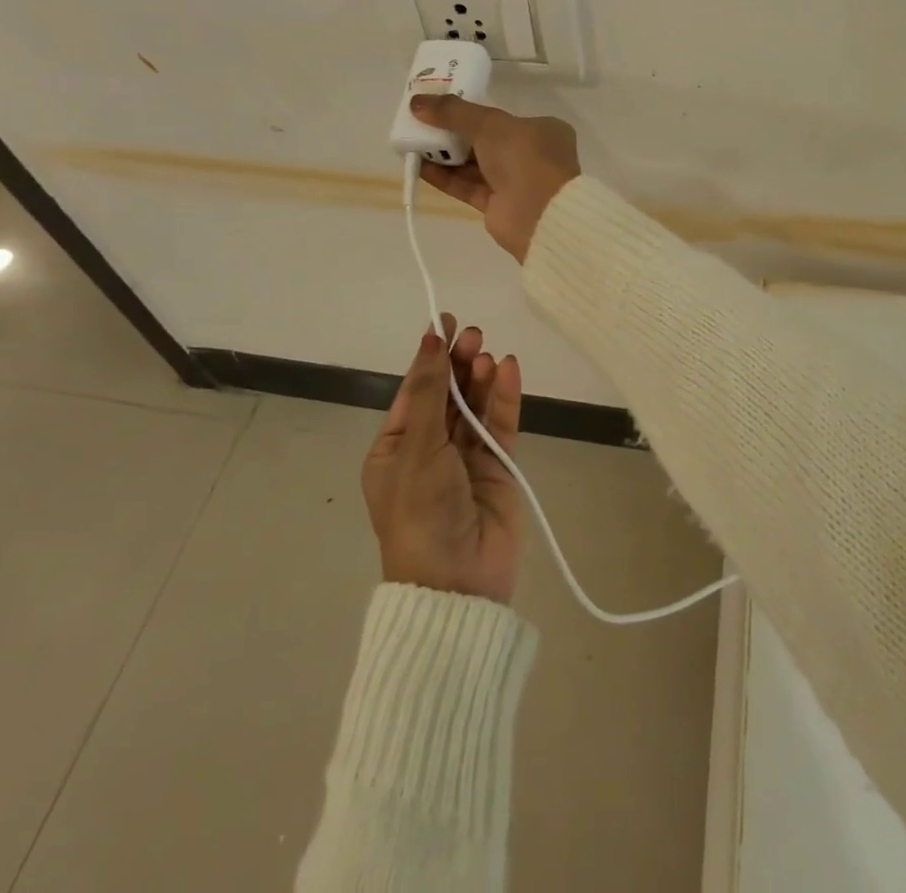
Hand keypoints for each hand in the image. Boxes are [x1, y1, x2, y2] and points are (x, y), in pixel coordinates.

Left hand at [363, 316, 524, 603]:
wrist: (457, 583)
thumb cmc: (421, 511)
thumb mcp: (417, 449)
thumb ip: (429, 393)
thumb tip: (430, 341)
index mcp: (395, 449)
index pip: (414, 391)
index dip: (429, 356)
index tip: (445, 321)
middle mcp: (429, 450)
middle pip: (447, 394)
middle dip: (459, 363)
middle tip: (474, 335)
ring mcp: (466, 459)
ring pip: (475, 406)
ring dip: (482, 378)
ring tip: (489, 354)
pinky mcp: (498, 467)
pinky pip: (501, 424)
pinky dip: (505, 398)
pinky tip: (510, 370)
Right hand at [409, 96, 580, 261]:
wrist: (539, 214)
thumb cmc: (524, 156)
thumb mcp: (489, 123)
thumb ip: (453, 111)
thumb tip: (417, 102)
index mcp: (542, 130)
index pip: (504, 117)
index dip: (472, 110)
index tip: (443, 105)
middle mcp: (530, 155)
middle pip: (485, 140)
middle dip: (453, 132)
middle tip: (420, 121)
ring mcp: (515, 182)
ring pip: (474, 165)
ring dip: (444, 154)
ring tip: (412, 141)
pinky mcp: (498, 206)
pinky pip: (467, 186)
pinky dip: (445, 176)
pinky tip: (418, 165)